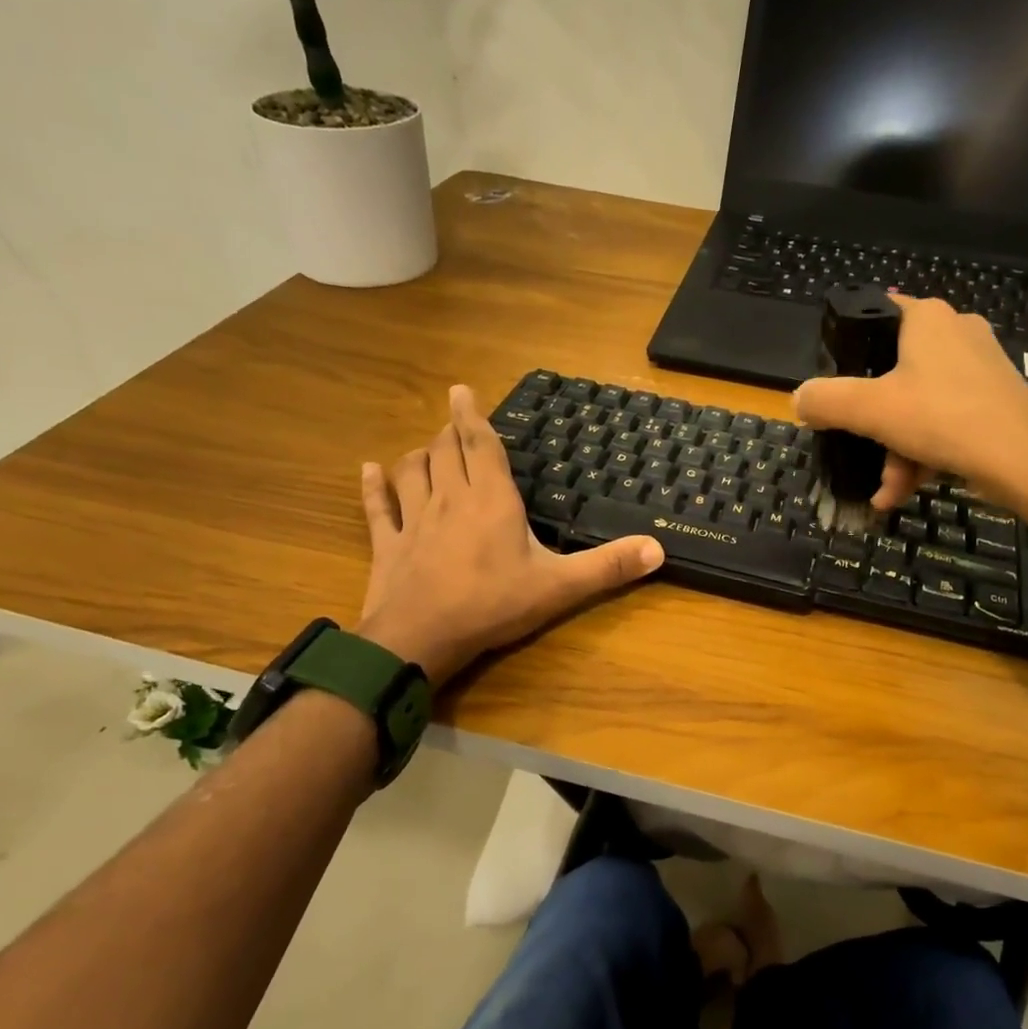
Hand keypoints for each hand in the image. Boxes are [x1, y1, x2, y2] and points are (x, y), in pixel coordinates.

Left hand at [356, 386, 664, 684]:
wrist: (421, 638)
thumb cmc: (493, 604)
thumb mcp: (560, 587)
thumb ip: (609, 567)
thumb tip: (659, 549)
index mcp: (490, 499)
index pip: (480, 445)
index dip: (471, 416)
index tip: (460, 390)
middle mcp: (449, 498)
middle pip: (444, 451)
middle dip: (450, 433)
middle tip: (455, 425)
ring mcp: (412, 520)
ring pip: (411, 471)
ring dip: (418, 455)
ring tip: (426, 448)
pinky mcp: (387, 545)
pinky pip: (376, 508)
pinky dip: (372, 487)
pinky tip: (368, 471)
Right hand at [793, 293, 1027, 508]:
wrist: (1024, 459)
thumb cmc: (942, 418)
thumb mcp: (869, 410)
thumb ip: (826, 400)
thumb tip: (798, 399)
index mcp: (927, 318)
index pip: (877, 312)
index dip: (850, 345)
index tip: (836, 382)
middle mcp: (956, 332)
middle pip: (894, 373)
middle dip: (874, 425)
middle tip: (859, 454)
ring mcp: (980, 367)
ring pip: (919, 405)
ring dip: (895, 452)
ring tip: (885, 492)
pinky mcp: (995, 400)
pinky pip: (944, 422)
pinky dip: (923, 455)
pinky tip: (903, 492)